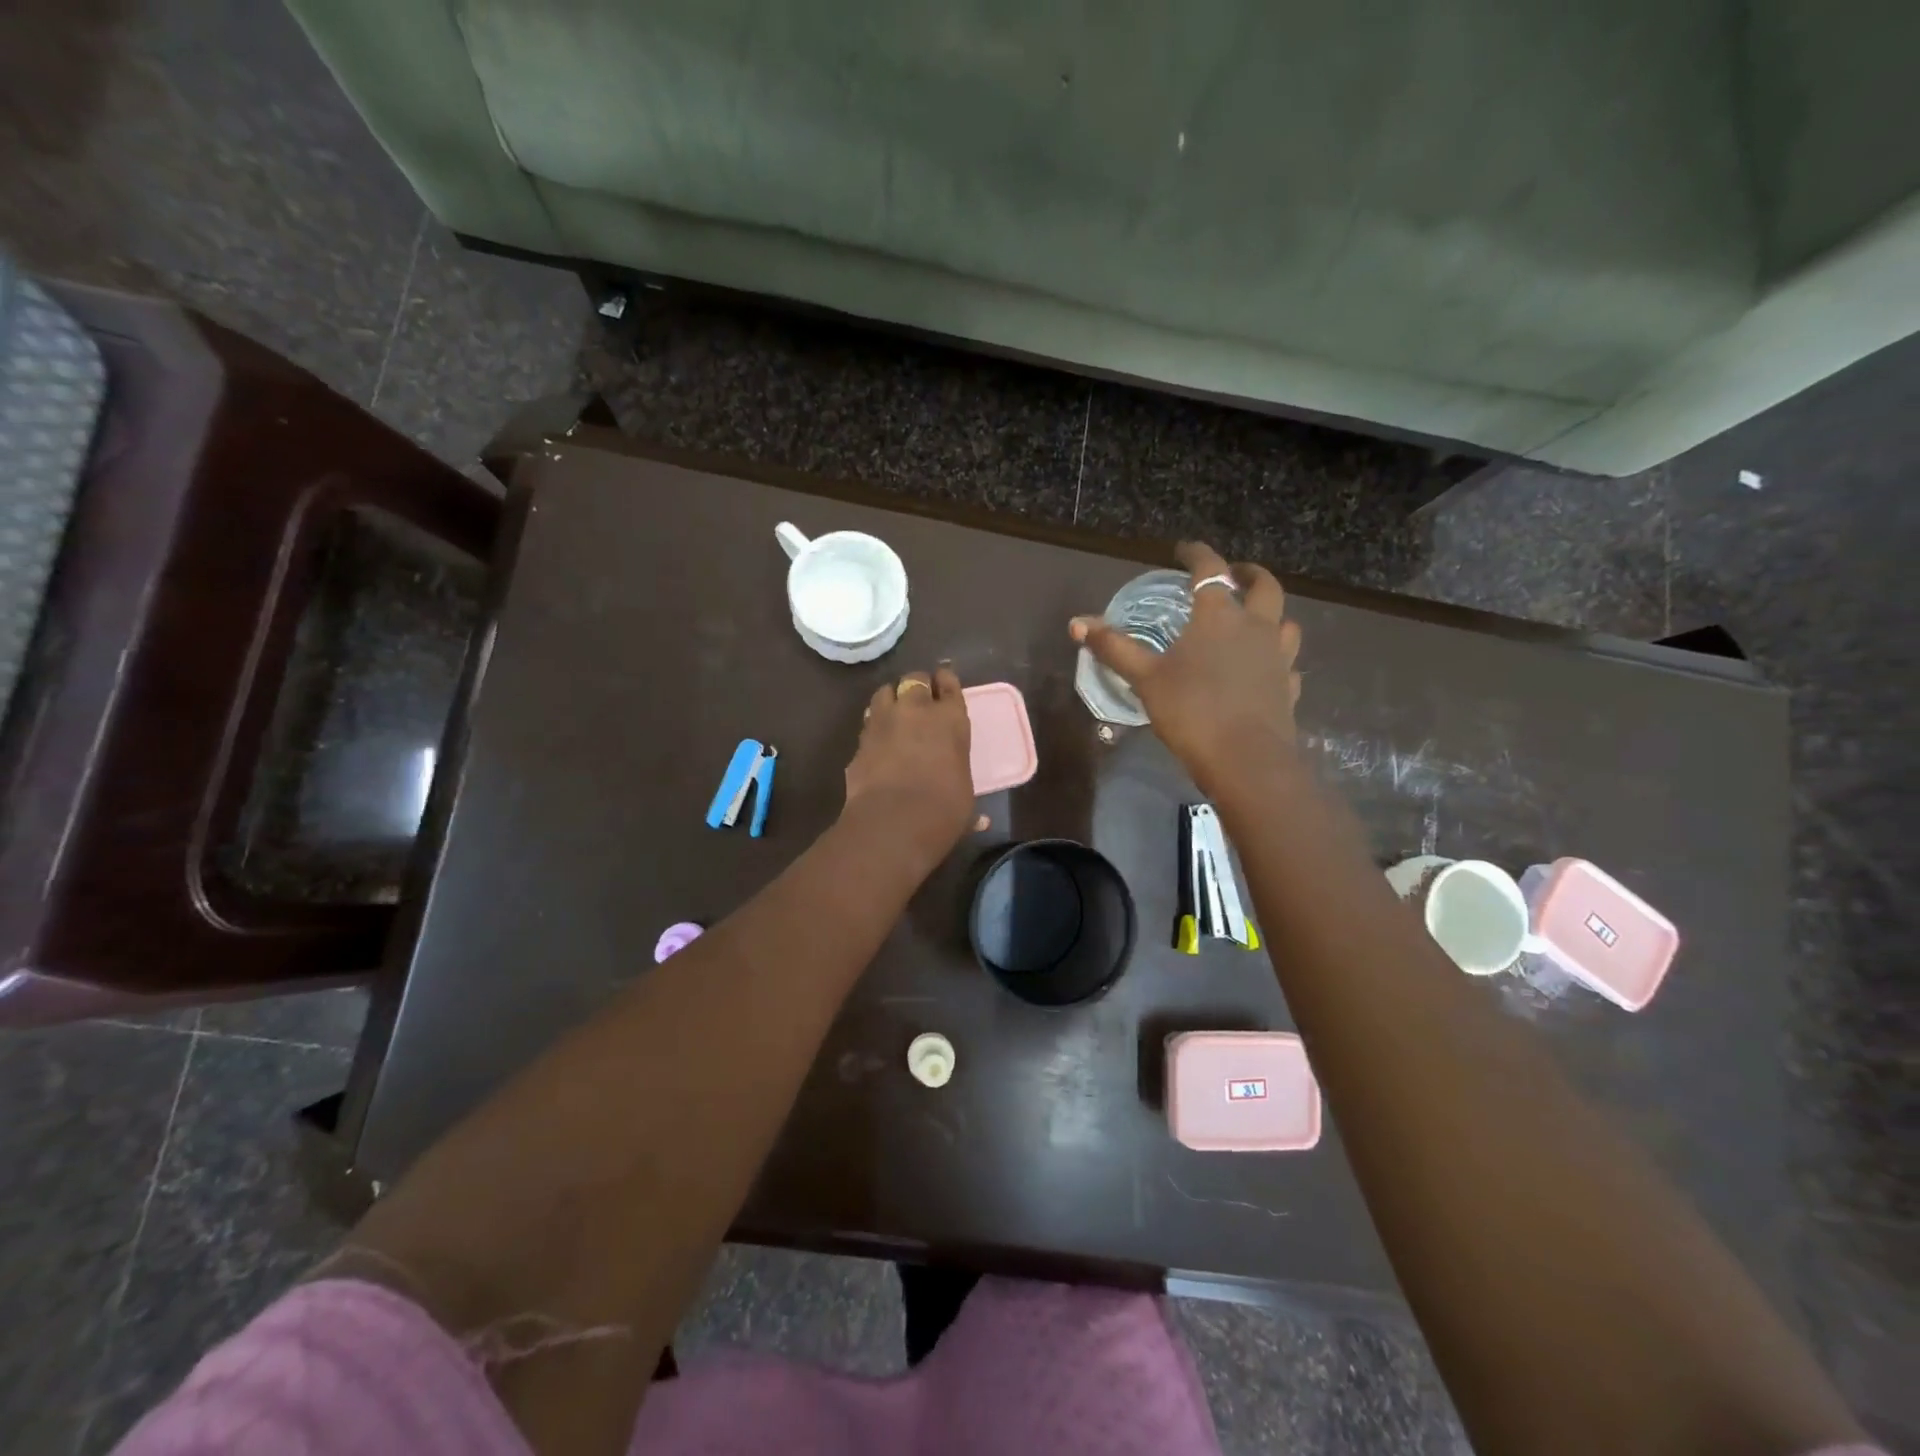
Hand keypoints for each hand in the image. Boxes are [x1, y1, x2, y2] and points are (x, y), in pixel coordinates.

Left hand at [842, 665, 976, 866]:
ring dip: (892, 698)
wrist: (893, 821)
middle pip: (915, 680)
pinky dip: (874, 726)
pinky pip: (868, 722)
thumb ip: (964, 797)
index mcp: (951, 719)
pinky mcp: (860, 740)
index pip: (949, 685)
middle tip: (920, 699)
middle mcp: (916, 710)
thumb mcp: (964, 799)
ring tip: (895, 712)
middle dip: (918, 686)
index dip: (946, 682)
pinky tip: (877, 739)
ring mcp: (883, 721)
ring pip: (885, 692)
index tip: (944, 683)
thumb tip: (982, 822)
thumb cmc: (943, 809)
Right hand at [1071, 542, 1301, 779]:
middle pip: (1264, 586)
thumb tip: (1077, 623)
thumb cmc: (1192, 711)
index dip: (1197, 554)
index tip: (1184, 550)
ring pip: (1285, 622)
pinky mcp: (1289, 688)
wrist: (1246, 760)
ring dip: (1271, 614)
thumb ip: (1114, 648)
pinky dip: (1277, 659)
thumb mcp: (1145, 678)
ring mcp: (1278, 658)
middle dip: (1249, 574)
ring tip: (1254, 619)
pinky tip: (1265, 670)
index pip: (1211, 570)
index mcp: (1219, 616)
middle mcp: (1256, 628)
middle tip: (1234, 574)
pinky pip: (1287, 664)